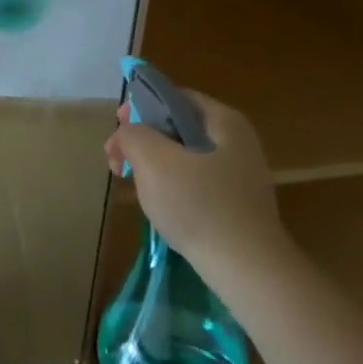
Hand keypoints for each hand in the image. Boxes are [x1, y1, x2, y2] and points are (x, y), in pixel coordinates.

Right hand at [105, 91, 282, 278]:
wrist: (246, 267)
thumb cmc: (198, 204)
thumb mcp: (152, 158)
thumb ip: (132, 133)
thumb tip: (129, 132)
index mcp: (223, 121)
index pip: (173, 96)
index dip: (140, 107)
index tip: (118, 129)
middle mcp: (236, 141)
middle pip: (176, 126)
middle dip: (140, 139)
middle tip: (116, 160)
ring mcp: (238, 173)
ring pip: (181, 154)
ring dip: (150, 163)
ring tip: (130, 182)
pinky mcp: (235, 201)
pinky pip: (193, 179)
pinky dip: (169, 183)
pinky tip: (156, 202)